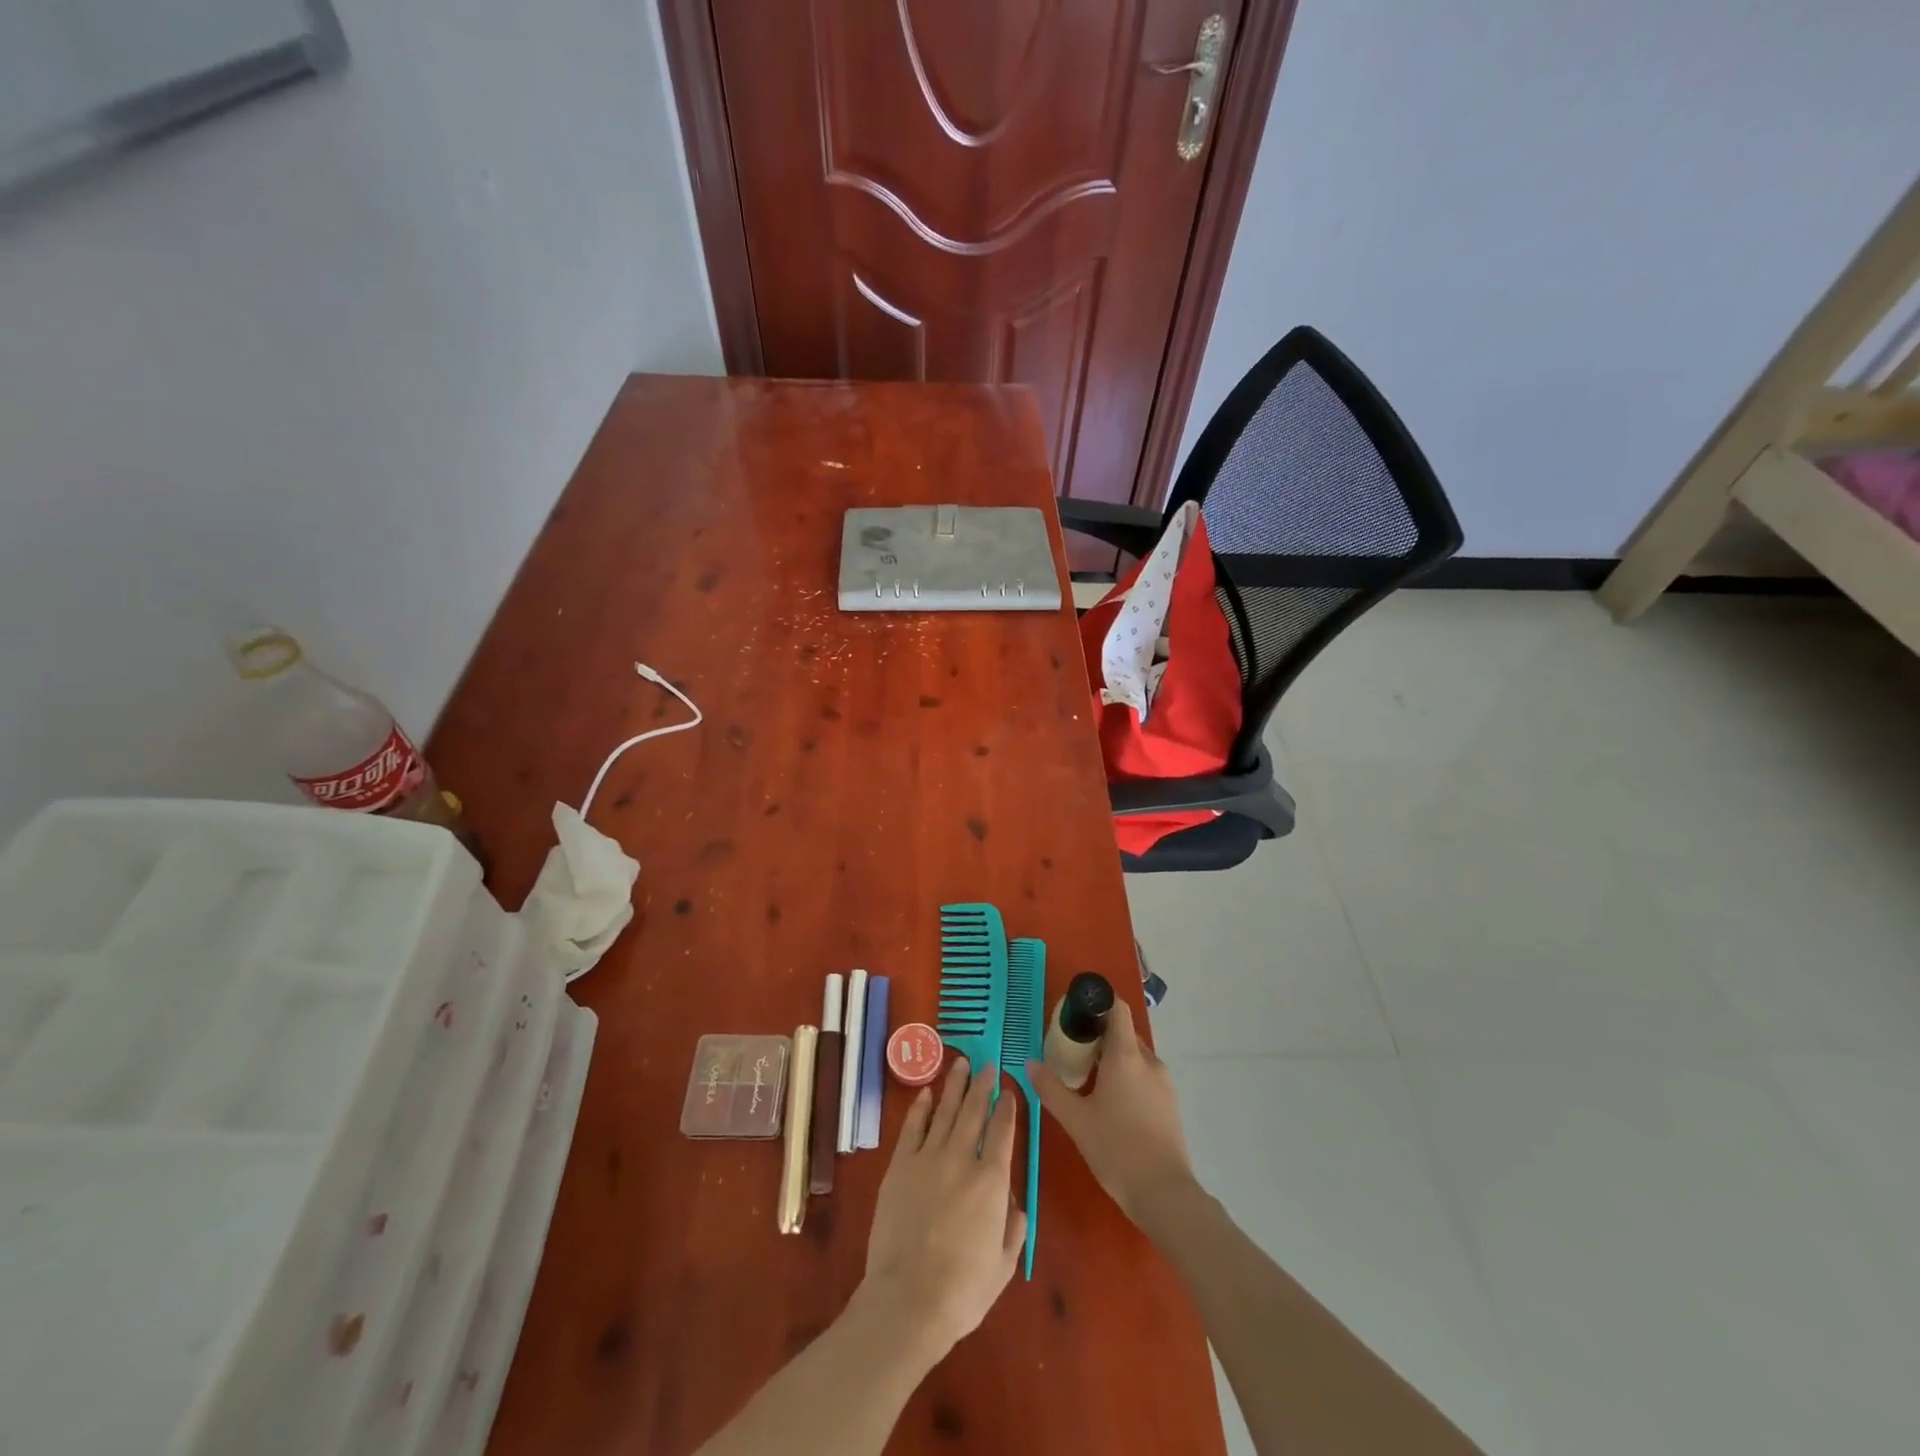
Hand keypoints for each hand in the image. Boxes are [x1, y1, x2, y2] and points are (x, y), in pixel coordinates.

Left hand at [860, 1057, 1026, 1357]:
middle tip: (987, 1064)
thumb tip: (1012, 1201)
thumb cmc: (963, 1290)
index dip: (1007, 1107)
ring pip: (945, 1111)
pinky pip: (912, 1127)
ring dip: (954, 1085)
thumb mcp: (1004, 1264)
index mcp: (991, 1181)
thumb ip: (1013, 1227)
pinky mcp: (900, 1166)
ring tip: (961, 1063)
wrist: (908, 1300)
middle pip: (974, 1111)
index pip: (1003, 1131)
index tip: (1008, 1090)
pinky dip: (921, 1107)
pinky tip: (927, 1093)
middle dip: (982, 1085)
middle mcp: (961, 1159)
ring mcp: (927, 1158)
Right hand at [1029, 1001, 1199, 1230]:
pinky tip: (1110, 1104)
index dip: (1098, 1003)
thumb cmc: (1116, 1149)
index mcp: (1125, 1055)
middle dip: (1098, 1037)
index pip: (1117, 1008)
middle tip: (1071, 1053)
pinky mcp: (1170, 1103)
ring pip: (1134, 1057)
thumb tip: (1030, 1064)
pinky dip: (1126, 1078)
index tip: (1076, 1014)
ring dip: (1112, 1059)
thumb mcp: (1076, 1119)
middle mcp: (1148, 1061)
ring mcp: (1163, 1082)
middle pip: (1123, 1033)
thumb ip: (1051, 1088)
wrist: (1164, 1194)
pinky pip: (1144, 1076)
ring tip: (1087, 1080)